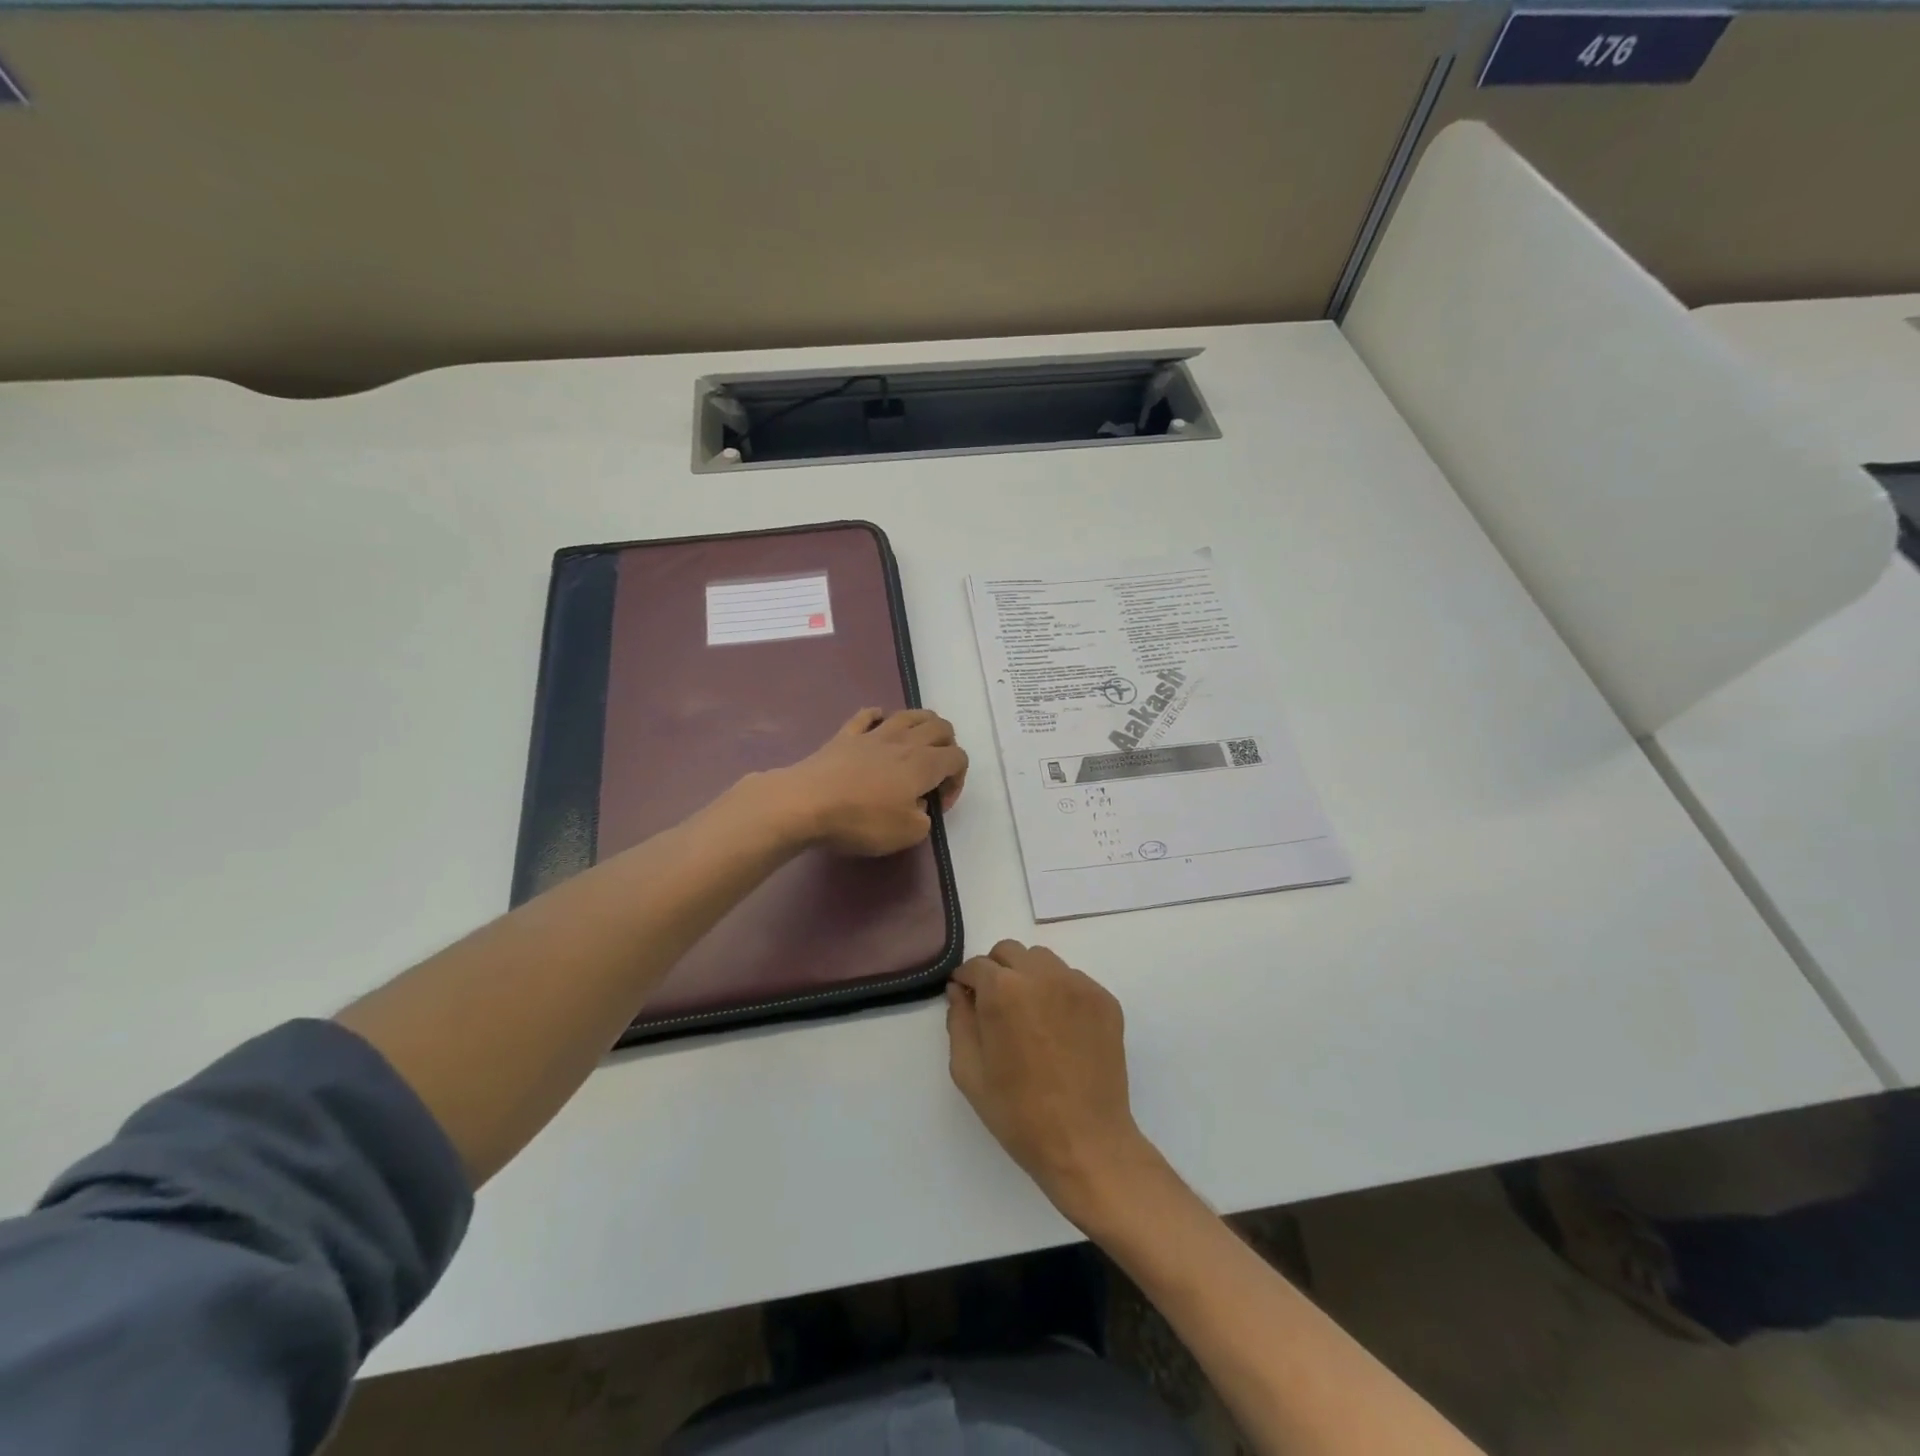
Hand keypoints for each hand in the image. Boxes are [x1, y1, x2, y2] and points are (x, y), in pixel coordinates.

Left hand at [768, 708, 968, 856]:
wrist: (806, 803)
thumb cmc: (862, 820)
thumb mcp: (907, 834)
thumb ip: (924, 818)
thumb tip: (918, 805)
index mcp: (925, 764)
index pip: (958, 758)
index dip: (958, 780)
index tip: (939, 804)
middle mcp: (905, 741)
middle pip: (940, 727)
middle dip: (947, 746)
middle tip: (935, 772)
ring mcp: (873, 734)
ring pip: (909, 714)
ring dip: (922, 725)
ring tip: (916, 746)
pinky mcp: (846, 735)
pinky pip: (868, 715)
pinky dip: (879, 717)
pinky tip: (879, 728)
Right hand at [946, 941, 1158, 1228]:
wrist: (1086, 1143)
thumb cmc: (1018, 1113)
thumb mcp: (969, 1072)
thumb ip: (959, 1022)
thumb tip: (959, 991)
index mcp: (1003, 990)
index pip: (977, 965)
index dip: (966, 981)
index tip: (966, 998)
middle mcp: (1042, 975)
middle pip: (1011, 952)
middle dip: (996, 971)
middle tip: (995, 1006)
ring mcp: (1078, 985)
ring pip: (1044, 961)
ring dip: (1029, 976)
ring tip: (1029, 1015)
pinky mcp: (1104, 1000)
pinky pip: (1073, 981)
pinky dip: (1059, 993)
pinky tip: (1059, 1029)